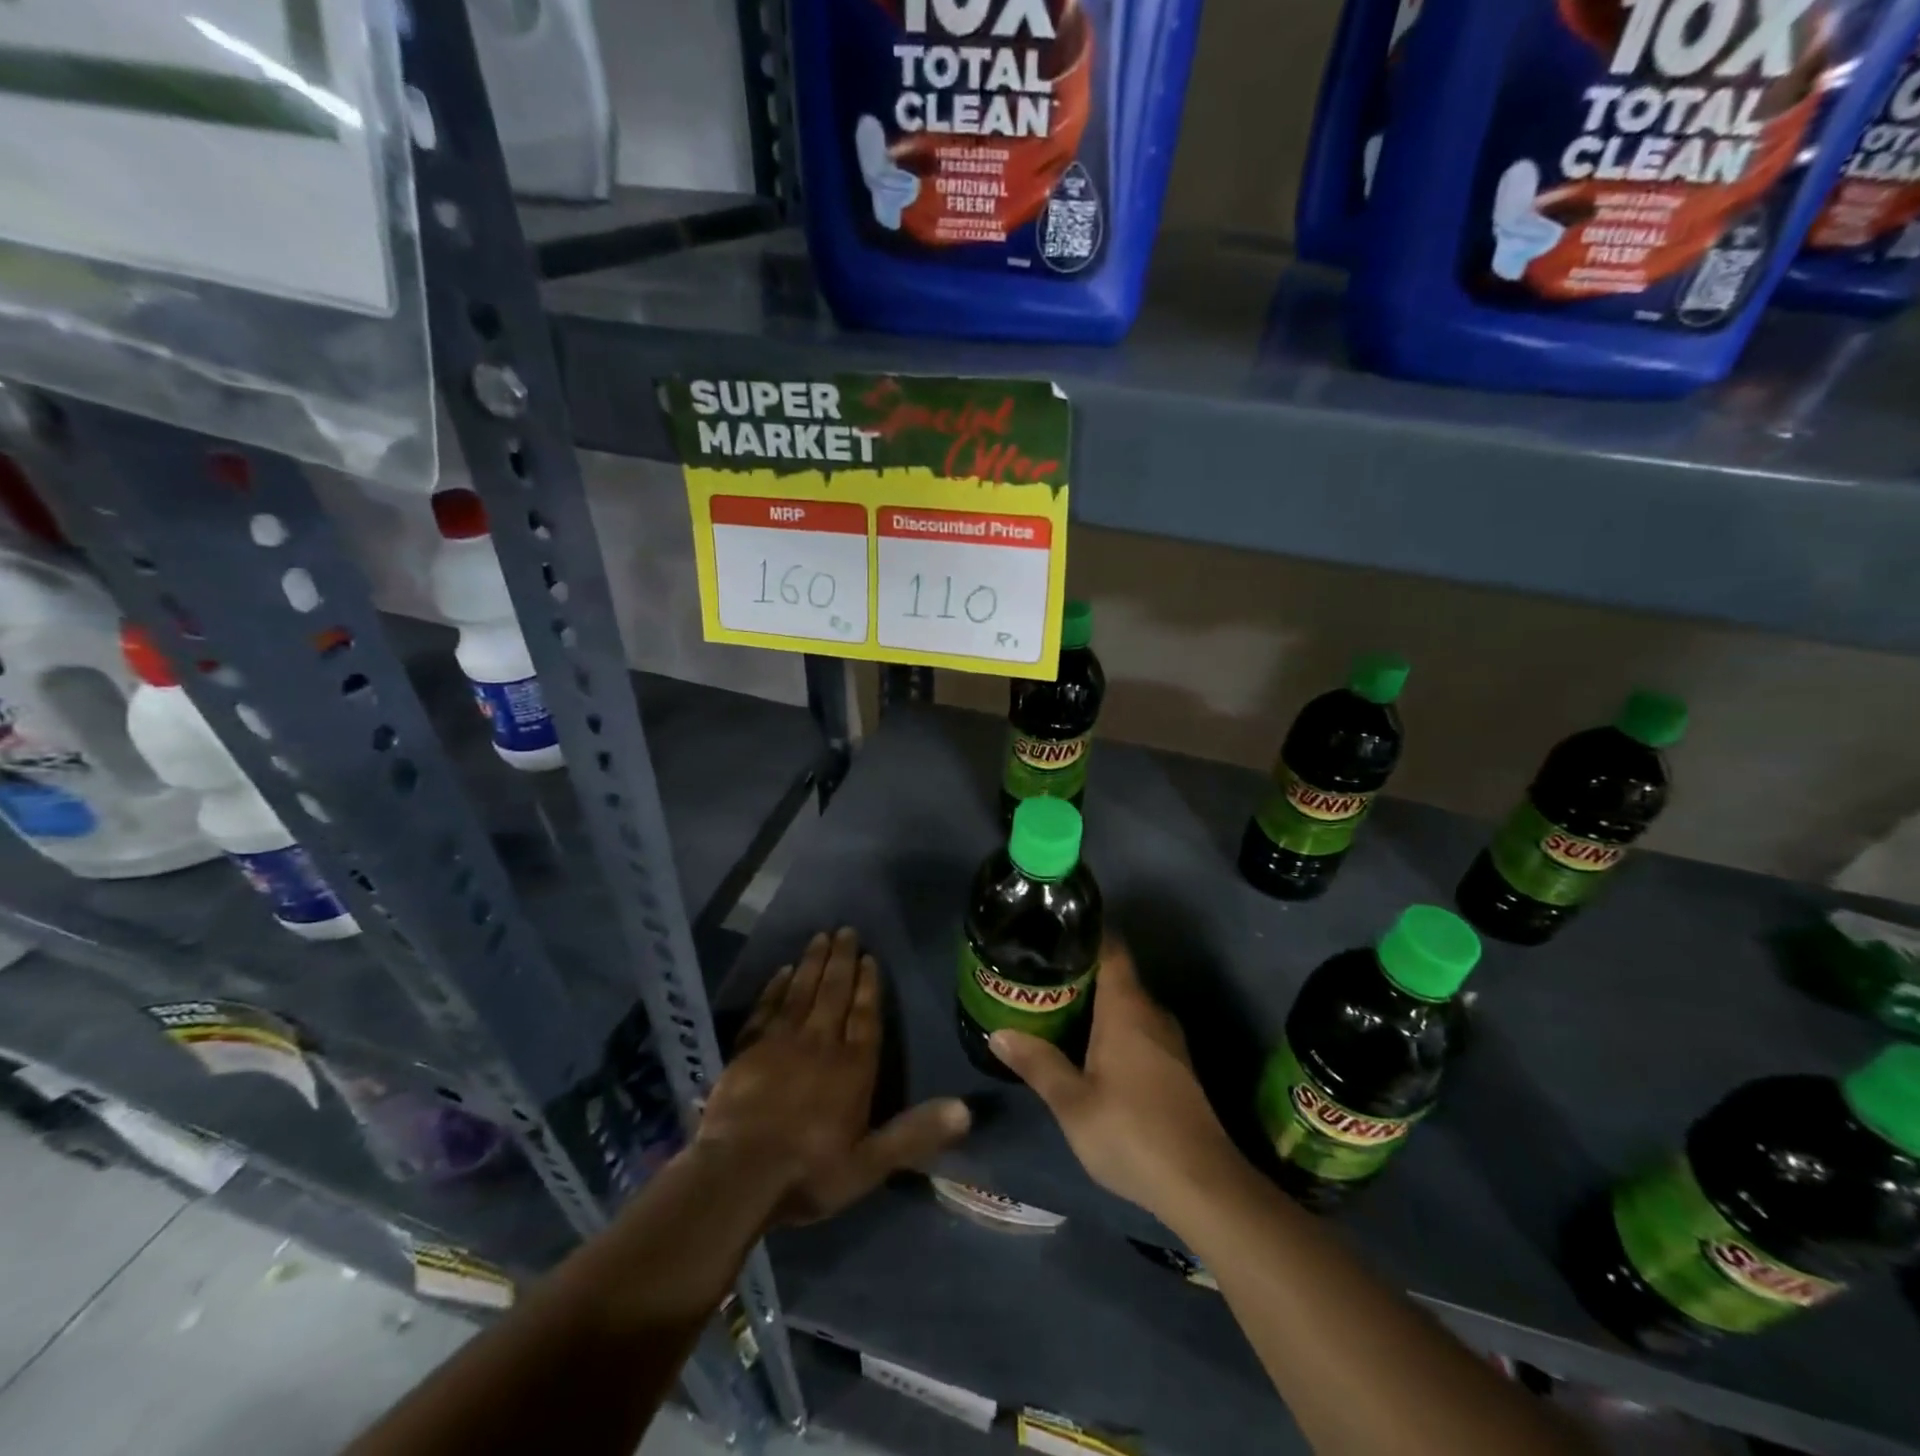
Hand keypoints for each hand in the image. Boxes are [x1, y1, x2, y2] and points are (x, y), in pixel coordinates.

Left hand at [698, 927, 969, 1224]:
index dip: (868, 986)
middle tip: (845, 930)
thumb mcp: (870, 1163)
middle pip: (833, 993)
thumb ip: (915, 1133)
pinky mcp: (748, 1050)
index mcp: (852, 1067)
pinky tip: (781, 971)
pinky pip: (765, 1009)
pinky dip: (774, 988)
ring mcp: (780, 1043)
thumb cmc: (809, 1171)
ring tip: (820, 937)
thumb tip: (966, 1110)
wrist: (737, 1175)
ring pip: (801, 992)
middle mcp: (819, 1044)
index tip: (870, 957)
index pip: (865, 1017)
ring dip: (812, 963)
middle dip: (842, 960)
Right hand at [989, 937, 1240, 1222]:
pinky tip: (1087, 1046)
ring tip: (1054, 1006)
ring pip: (1127, 1004)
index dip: (1084, 934)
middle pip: (1115, 975)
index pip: (1110, 948)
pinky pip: (1138, 1027)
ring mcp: (1168, 1040)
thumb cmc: (1131, 1133)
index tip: (1050, 932)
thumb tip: (999, 1033)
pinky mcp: (1175, 1066)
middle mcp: (1151, 1012)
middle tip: (1037, 974)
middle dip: (1078, 972)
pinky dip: (1111, 1025)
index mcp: (1127, 1008)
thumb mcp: (1072, 1103)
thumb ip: (1037, 1063)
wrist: (1202, 1185)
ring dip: (1095, 1002)